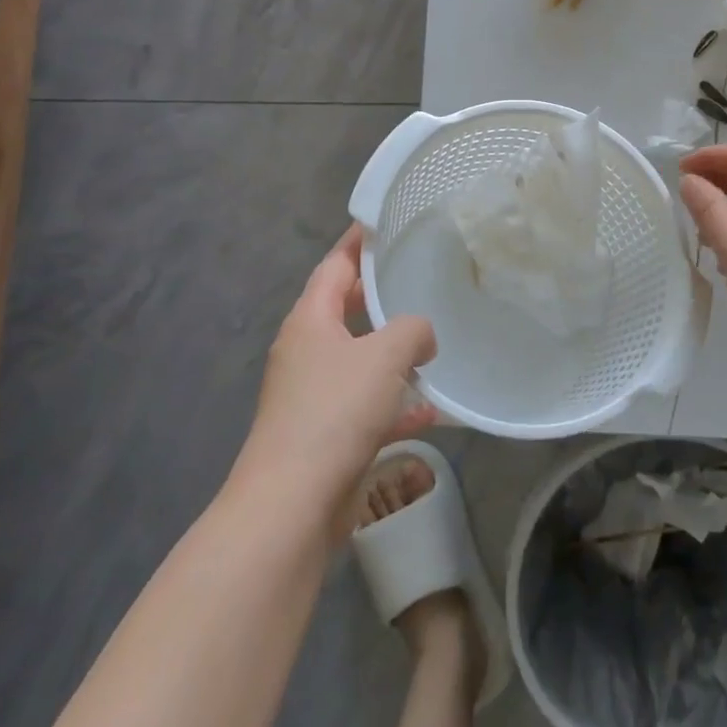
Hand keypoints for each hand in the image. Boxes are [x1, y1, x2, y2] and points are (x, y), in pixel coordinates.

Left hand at [241, 226, 437, 532]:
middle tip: (419, 278)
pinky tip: (431, 411)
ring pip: (359, 361)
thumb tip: (421, 334)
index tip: (384, 222)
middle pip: (345, 311)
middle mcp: (306, 352)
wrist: (293, 505)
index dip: (358, 242)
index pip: (335, 266)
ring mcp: (313, 396)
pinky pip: (366, 406)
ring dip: (392, 354)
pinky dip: (395, 403)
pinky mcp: (325, 434)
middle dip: (381, 297)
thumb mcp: (385, 355)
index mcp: (310, 321)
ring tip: (433, 343)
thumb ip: (412, 329)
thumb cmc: (335, 411)